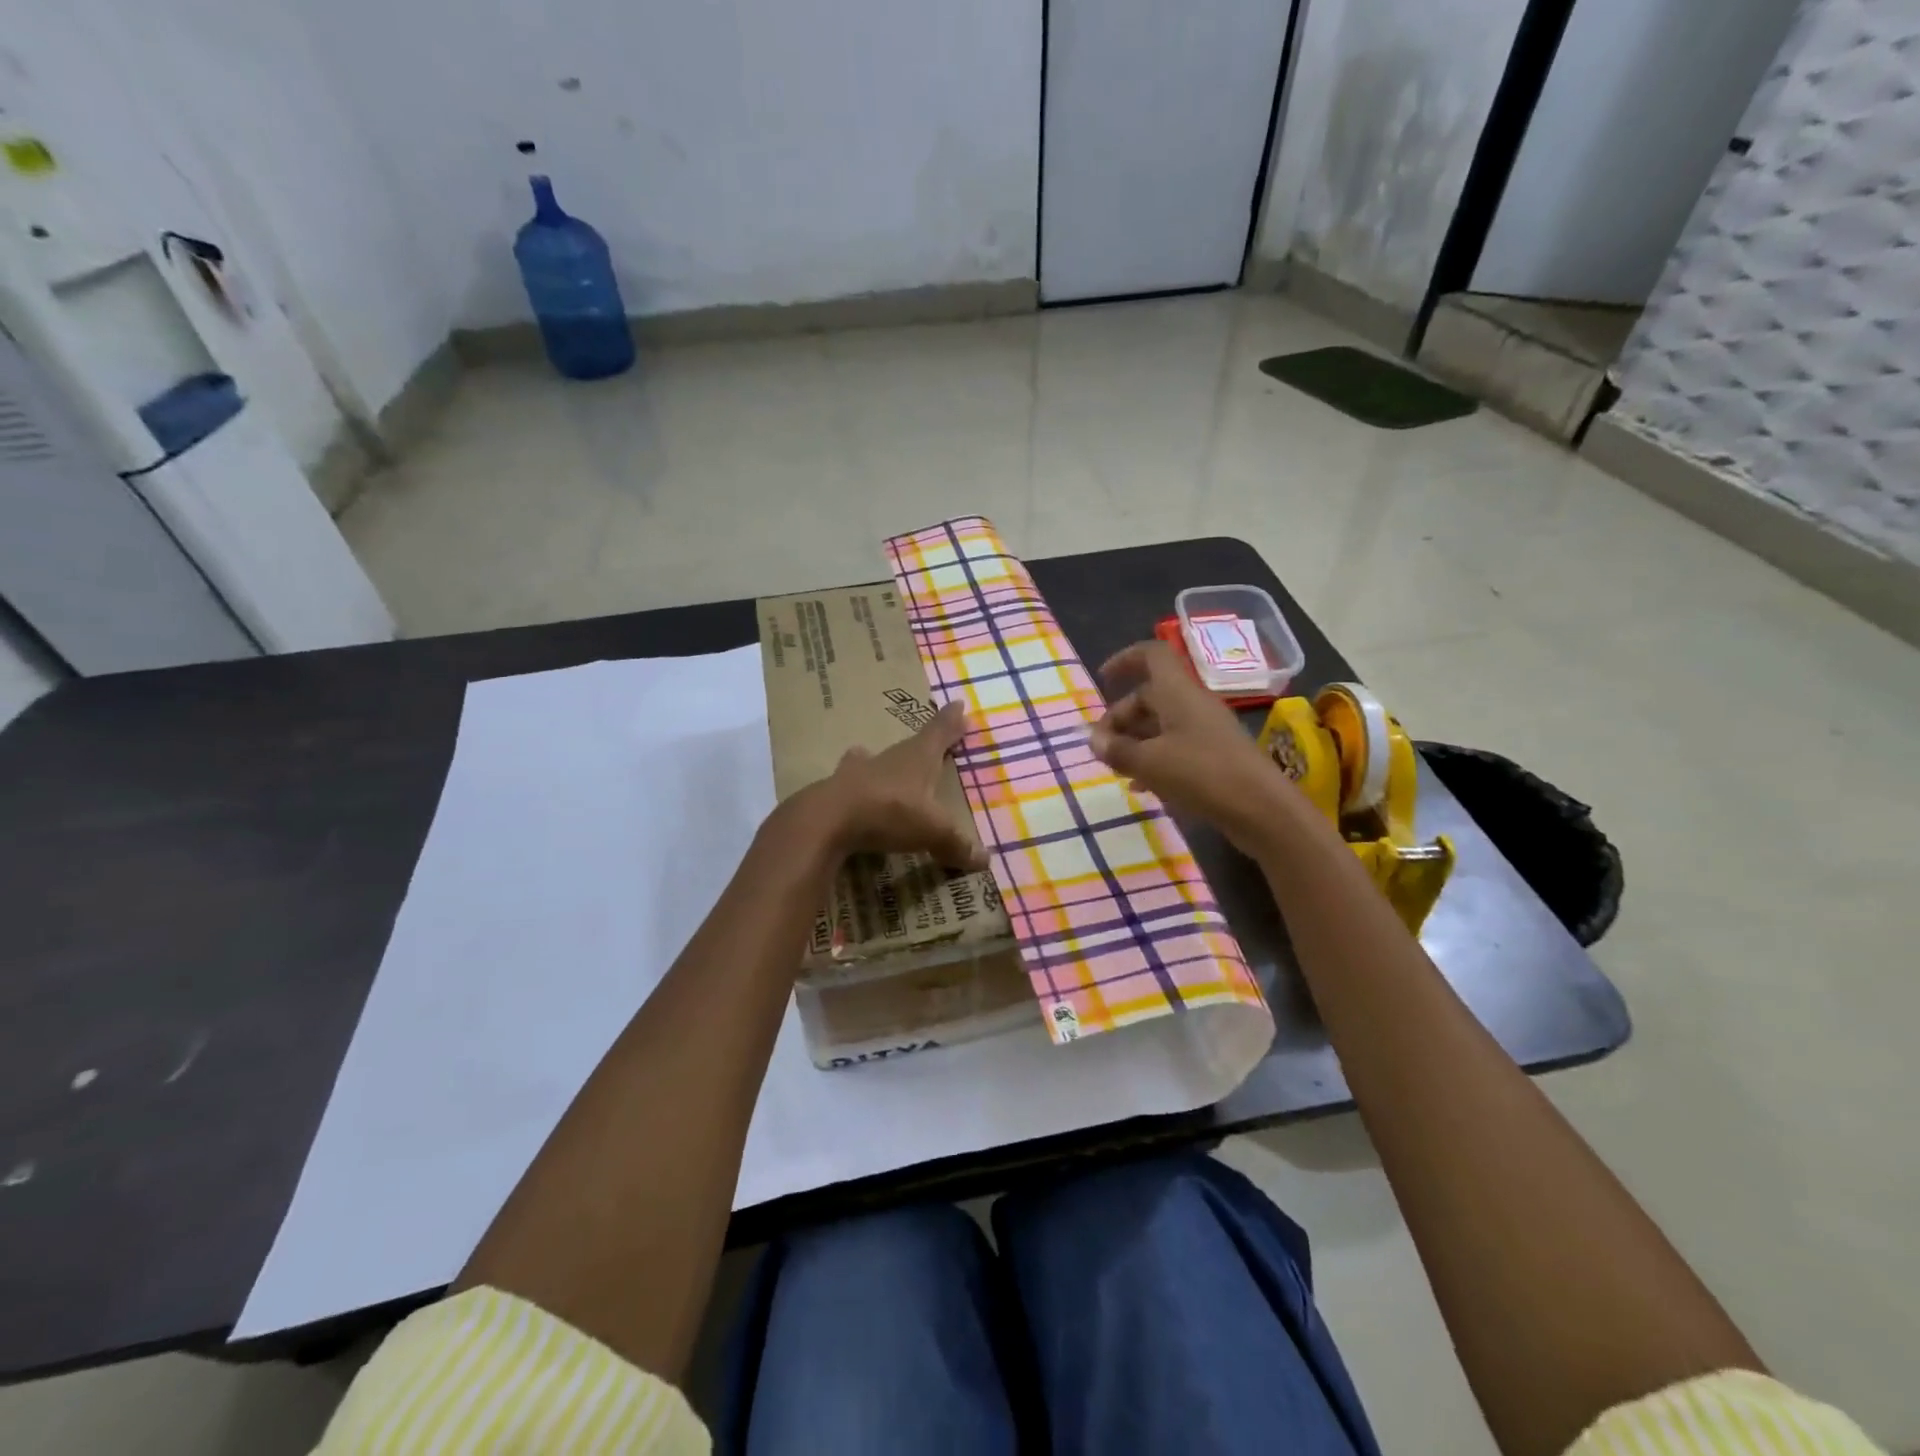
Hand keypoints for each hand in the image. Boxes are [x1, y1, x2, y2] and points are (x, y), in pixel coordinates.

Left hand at [814, 701, 986, 870]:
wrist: (827, 819)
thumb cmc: (889, 812)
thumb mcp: (931, 831)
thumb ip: (955, 844)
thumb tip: (985, 860)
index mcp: (916, 759)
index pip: (939, 734)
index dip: (950, 722)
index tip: (958, 704)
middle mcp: (887, 759)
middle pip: (907, 747)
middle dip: (918, 745)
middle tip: (924, 742)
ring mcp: (856, 773)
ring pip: (868, 760)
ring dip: (873, 760)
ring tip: (867, 755)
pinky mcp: (832, 791)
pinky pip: (848, 785)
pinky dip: (853, 787)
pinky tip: (847, 789)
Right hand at [1089, 642, 1291, 851]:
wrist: (1262, 809)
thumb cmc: (1201, 773)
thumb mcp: (1149, 762)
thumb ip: (1117, 749)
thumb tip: (1093, 739)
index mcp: (1178, 692)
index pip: (1152, 655)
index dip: (1125, 659)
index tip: (1102, 679)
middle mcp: (1192, 704)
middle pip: (1150, 696)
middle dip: (1120, 717)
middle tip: (1101, 747)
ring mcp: (1206, 730)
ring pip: (1161, 724)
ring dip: (1135, 741)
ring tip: (1116, 769)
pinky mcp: (1214, 756)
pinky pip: (1175, 747)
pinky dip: (1154, 759)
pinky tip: (1141, 786)